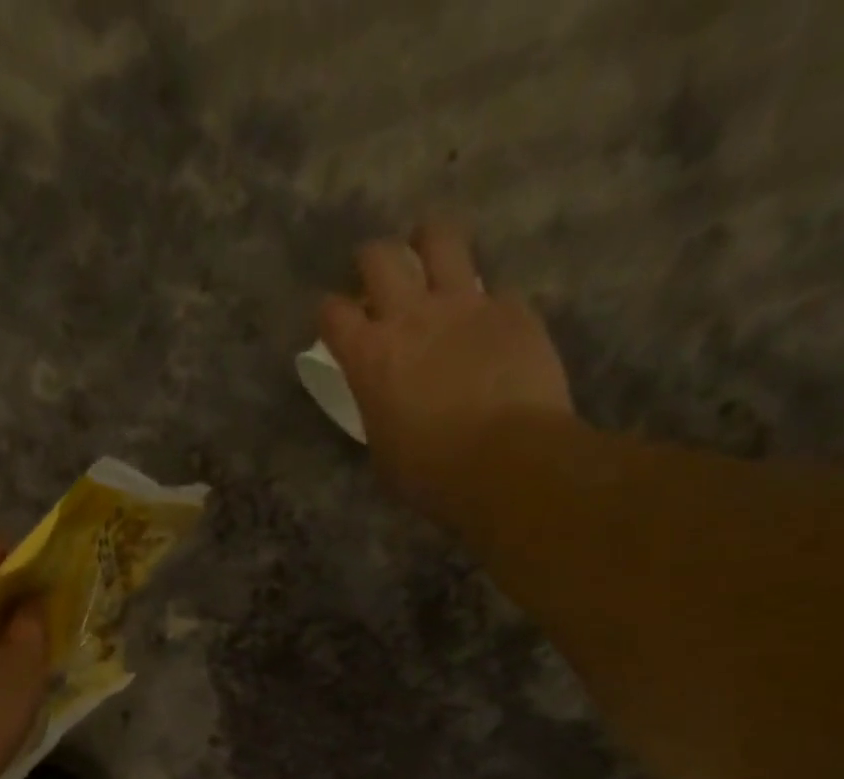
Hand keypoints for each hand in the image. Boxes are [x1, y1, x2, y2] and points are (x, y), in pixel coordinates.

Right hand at [320, 220, 574, 519]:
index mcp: (369, 357)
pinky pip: (495, 289)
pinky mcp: (512, 309)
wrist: (508, 463)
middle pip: (378, 257)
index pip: (332, 313)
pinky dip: (488, 303)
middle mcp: (411, 316)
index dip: (330, 316)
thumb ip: (380, 412)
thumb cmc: (432, 475)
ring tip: (432, 259)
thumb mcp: (384, 453)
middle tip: (378, 282)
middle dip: (371, 263)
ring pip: (440, 238)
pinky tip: (490, 325)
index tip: (336, 326)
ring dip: (429, 243)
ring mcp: (465, 305)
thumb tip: (388, 403)